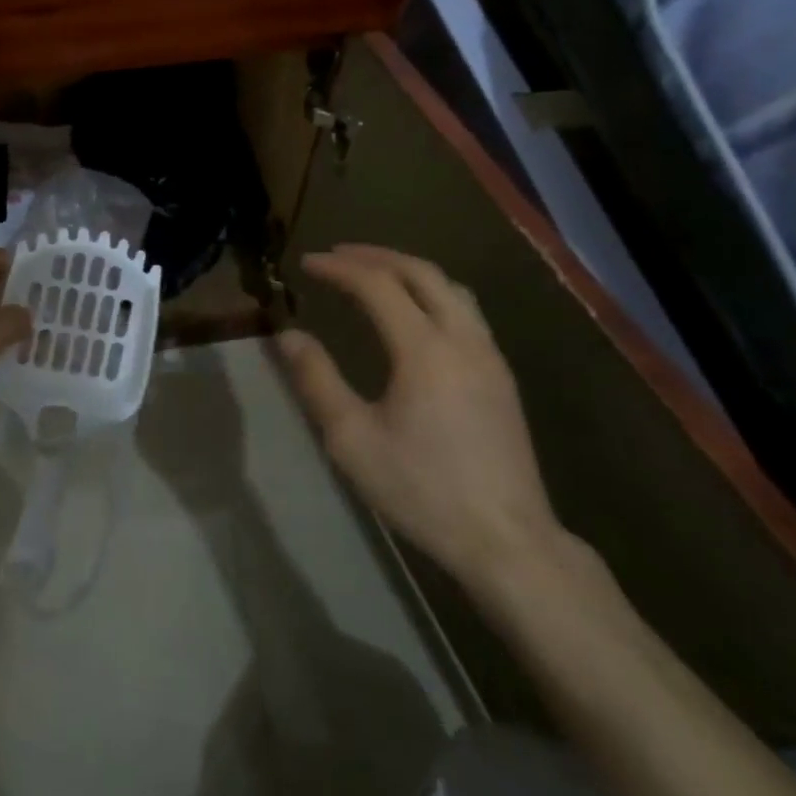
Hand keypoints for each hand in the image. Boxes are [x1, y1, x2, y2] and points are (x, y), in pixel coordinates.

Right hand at [277, 244, 561, 593]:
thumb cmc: (422, 490)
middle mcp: (462, 339)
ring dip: (408, 269)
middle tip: (338, 254)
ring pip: (450, 287)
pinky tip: (416, 313)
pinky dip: (432, 292)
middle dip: (375, 256)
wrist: (506, 541)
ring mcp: (489, 355)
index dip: (339, 268)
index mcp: (424, 349)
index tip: (307, 263)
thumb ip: (317, 380)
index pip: (377, 285)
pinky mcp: (502, 375)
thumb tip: (288, 335)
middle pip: (420, 272)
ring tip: (375, 272)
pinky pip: (466, 310)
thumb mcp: (352, 440)